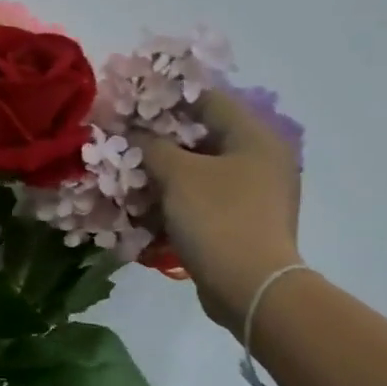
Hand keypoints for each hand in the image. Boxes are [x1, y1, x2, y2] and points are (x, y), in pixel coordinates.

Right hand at [138, 91, 303, 331]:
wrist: (250, 286)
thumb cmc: (217, 218)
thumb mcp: (178, 175)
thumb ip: (152, 146)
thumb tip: (135, 133)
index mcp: (255, 137)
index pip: (209, 100)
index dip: (168, 99)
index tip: (132, 105)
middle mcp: (261, 158)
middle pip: (203, 137)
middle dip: (161, 141)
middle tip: (125, 143)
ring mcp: (255, 192)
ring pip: (201, 170)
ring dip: (165, 173)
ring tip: (130, 177)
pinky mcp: (242, 221)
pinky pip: (204, 199)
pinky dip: (177, 199)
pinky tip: (147, 207)